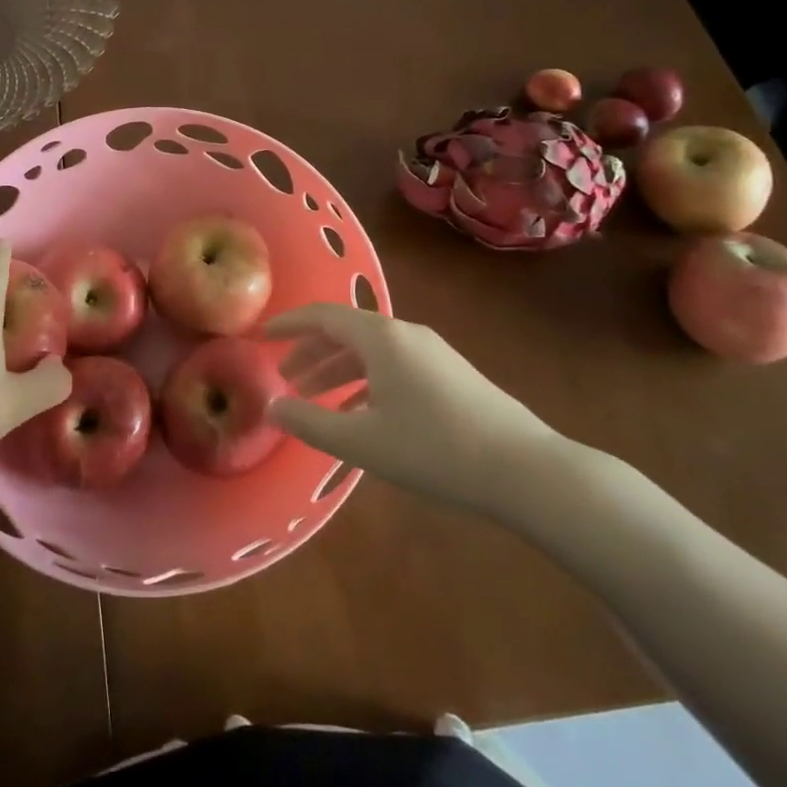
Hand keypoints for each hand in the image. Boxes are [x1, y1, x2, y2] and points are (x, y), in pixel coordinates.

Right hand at [268, 303, 569, 517]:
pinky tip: (360, 413)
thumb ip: (310, 421)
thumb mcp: (362, 441)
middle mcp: (405, 334)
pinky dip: (365, 381)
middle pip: (346, 332)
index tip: (261, 336)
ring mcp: (432, 353)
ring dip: (337, 369)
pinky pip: (393, 366)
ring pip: (370, 351)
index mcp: (381, 337)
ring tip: (314, 397)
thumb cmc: (434, 449)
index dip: (289, 324)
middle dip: (311, 352)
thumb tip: (272, 405)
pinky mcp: (450, 374)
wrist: (525, 469)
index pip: (323, 316)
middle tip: (285, 377)